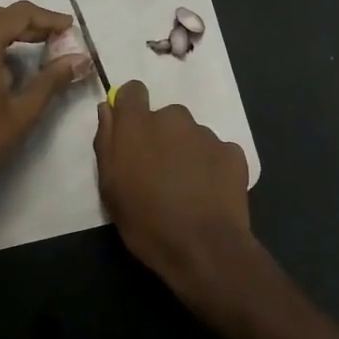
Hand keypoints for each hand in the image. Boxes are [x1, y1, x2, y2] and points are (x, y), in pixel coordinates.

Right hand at [94, 81, 253, 300]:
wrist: (204, 248)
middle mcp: (173, 118)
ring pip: (191, 135)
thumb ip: (106, 141)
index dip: (132, 107)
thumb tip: (108, 109)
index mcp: (138, 125)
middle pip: (164, 117)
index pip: (133, 90)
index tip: (132, 131)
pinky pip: (217, 152)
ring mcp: (206, 134)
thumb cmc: (146, 221)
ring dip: (187, 152)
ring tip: (187, 188)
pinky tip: (209, 194)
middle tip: (160, 173)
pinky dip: (212, 166)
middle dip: (162, 137)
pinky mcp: (232, 152)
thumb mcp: (110, 187)